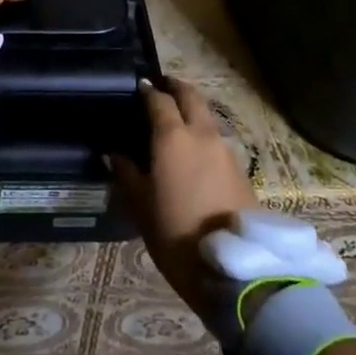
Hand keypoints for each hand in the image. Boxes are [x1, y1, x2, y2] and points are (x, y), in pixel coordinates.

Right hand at [111, 78, 255, 317]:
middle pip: (191, 97)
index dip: (147, 91)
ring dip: (192, 110)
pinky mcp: (241, 169)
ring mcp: (225, 150)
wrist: (235, 267)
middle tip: (161, 87)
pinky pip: (217, 138)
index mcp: (173, 137)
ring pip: (207, 116)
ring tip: (177, 120)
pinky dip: (204, 132)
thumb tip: (114, 153)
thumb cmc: (177, 234)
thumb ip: (127, 173)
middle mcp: (202, 134)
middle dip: (175, 87)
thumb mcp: (141, 206)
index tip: (138, 86)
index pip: (159, 100)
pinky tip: (194, 149)